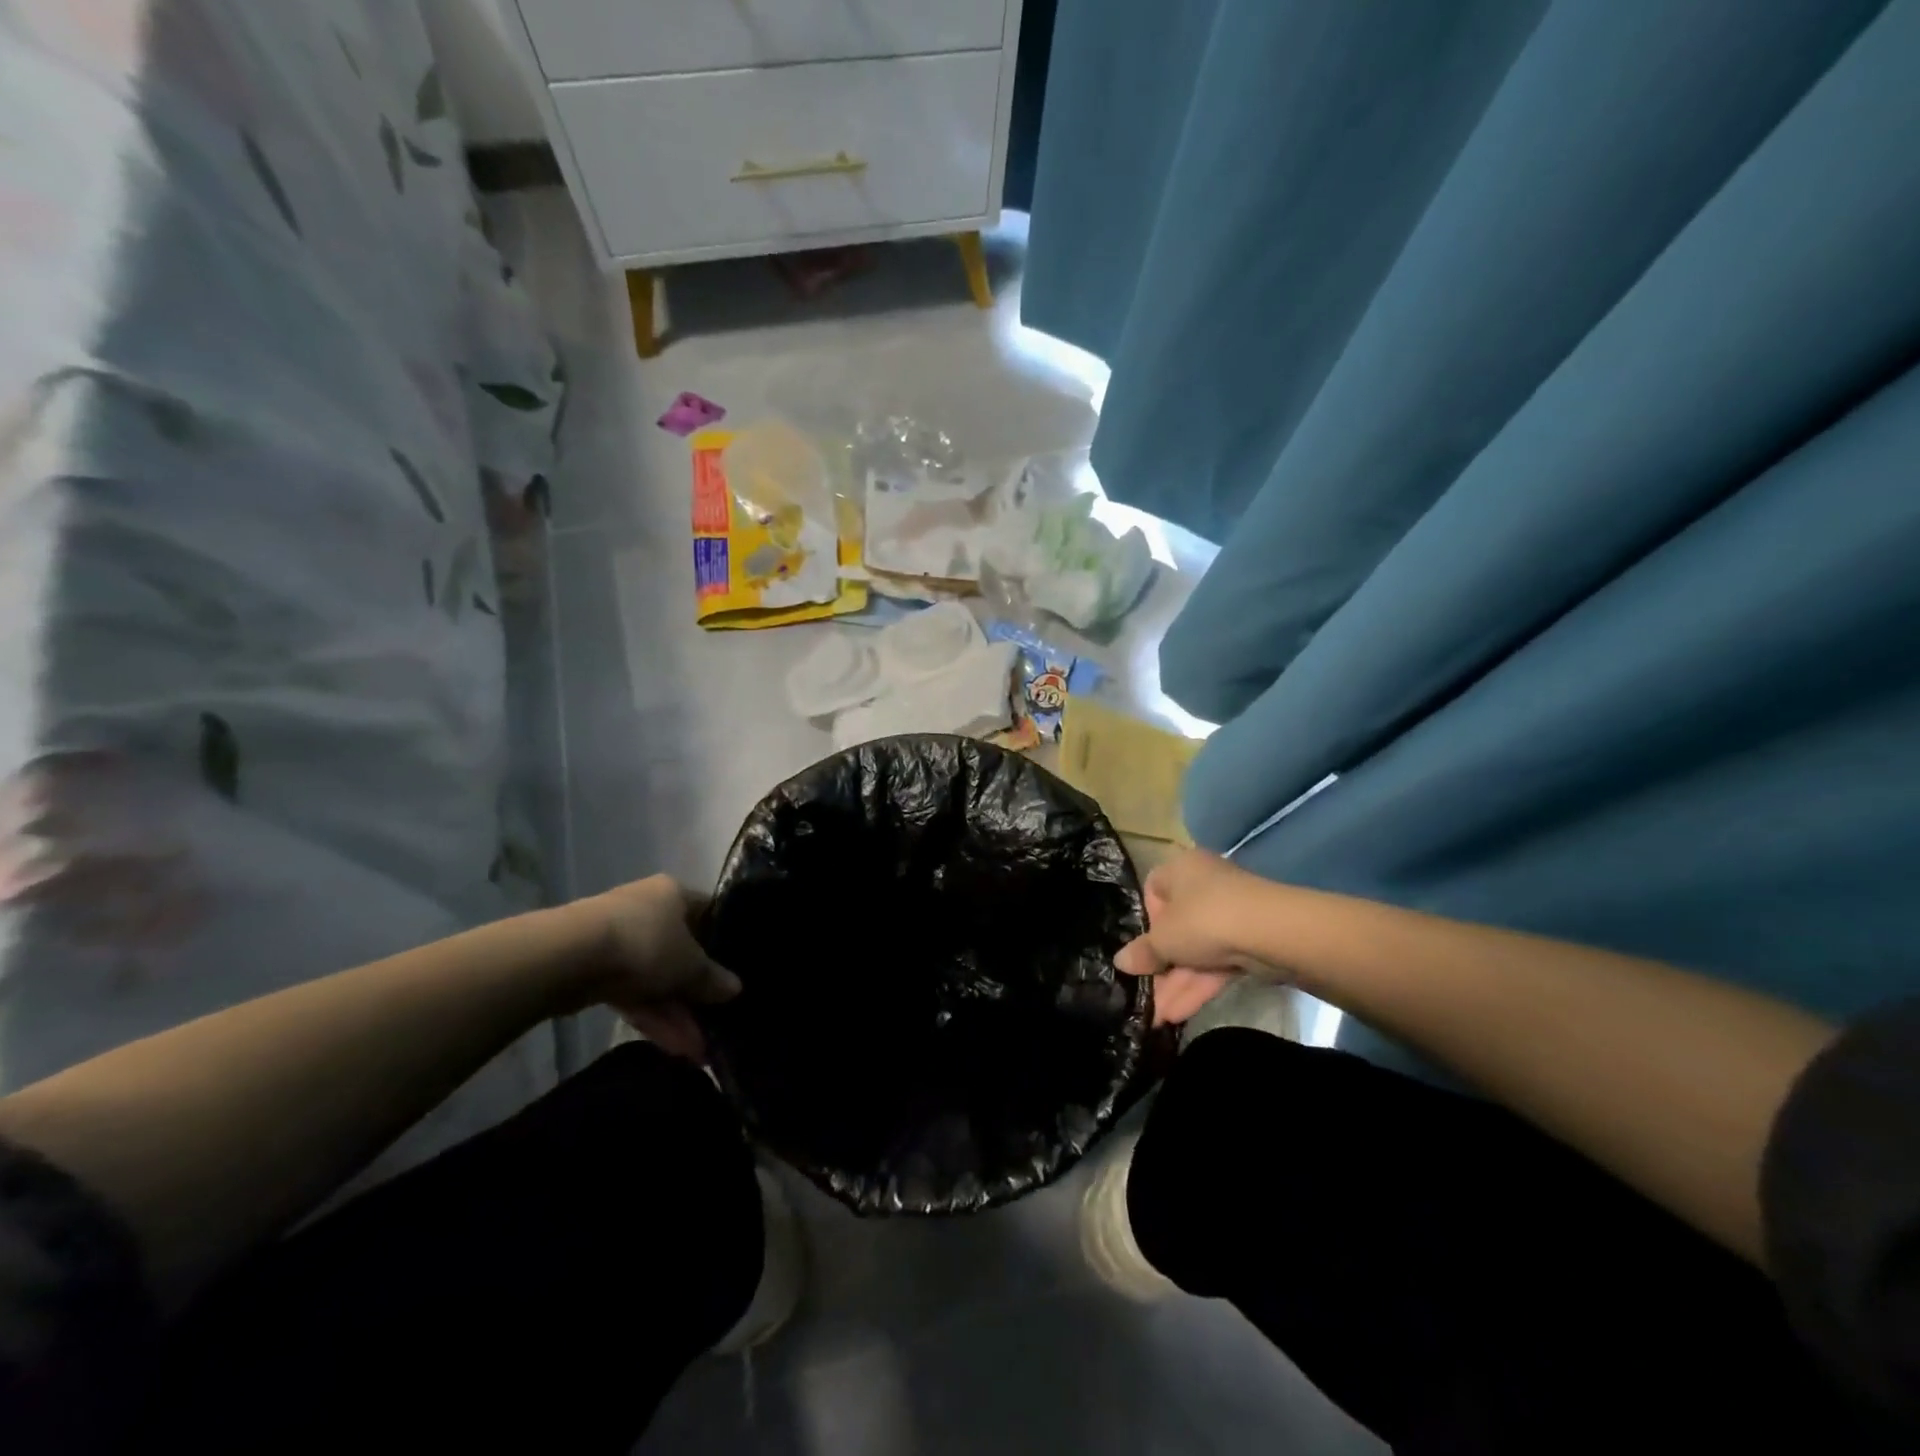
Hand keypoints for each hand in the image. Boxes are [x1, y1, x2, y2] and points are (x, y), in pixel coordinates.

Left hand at [568, 876, 740, 1059]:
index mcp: (674, 894)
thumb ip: (713, 979)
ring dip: (677, 1015)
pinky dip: (653, 1018)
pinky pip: (635, 994)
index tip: (736, 970)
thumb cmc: (645, 943)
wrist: (569, 957)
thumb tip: (736, 989)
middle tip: (716, 1023)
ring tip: (698, 1052)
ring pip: (657, 979)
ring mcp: (621, 942)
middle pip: (681, 953)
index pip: (708, 913)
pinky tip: (675, 1047)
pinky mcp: (597, 971)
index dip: (723, 941)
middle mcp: (648, 911)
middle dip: (697, 994)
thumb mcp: (690, 964)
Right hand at [1116, 850, 1267, 1026]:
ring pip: (1197, 951)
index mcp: (1180, 869)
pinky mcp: (1250, 942)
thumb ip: (1142, 952)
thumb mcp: (1163, 939)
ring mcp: (1230, 914)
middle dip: (1161, 966)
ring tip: (1157, 1017)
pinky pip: (1217, 964)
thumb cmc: (1203, 919)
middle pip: (1176, 928)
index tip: (1141, 946)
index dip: (1145, 920)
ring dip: (1177, 984)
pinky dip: (1199, 986)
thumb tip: (1120, 962)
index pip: (1153, 890)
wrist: (1272, 933)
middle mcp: (1205, 885)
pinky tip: (1178, 1015)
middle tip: (1146, 994)